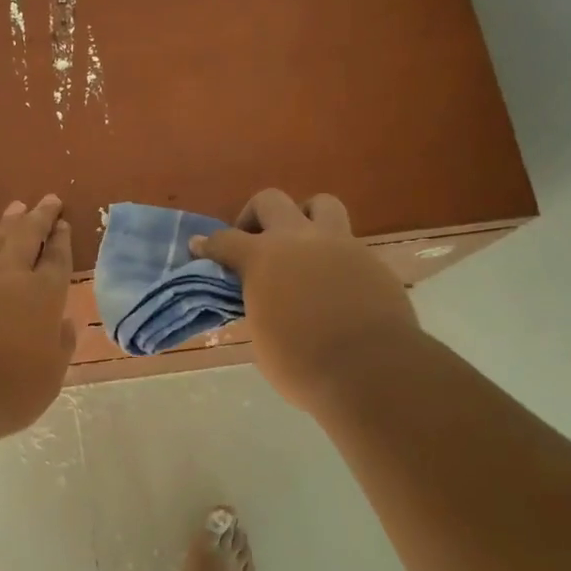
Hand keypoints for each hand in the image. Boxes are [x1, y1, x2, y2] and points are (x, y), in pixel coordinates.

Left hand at [0, 195, 77, 442]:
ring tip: (16, 209)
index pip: (56, 260)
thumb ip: (59, 346)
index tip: (63, 223)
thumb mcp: (49, 377)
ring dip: (9, 224)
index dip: (61, 241)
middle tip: (48, 199)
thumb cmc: (5, 390)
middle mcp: (9, 278)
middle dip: (39, 218)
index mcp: (42, 296)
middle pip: (26, 237)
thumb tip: (64, 323)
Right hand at [191, 189, 419, 413]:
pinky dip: (333, 255)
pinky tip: (332, 283)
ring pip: (321, 204)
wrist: (370, 370)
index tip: (200, 247)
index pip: (226, 240)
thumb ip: (257, 302)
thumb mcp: (261, 333)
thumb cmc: (301, 363)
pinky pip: (347, 242)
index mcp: (263, 258)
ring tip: (300, 247)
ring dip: (304, 217)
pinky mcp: (370, 260)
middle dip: (254, 217)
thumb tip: (260, 295)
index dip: (209, 245)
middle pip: (270, 201)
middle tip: (254, 243)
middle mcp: (299, 239)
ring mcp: (339, 244)